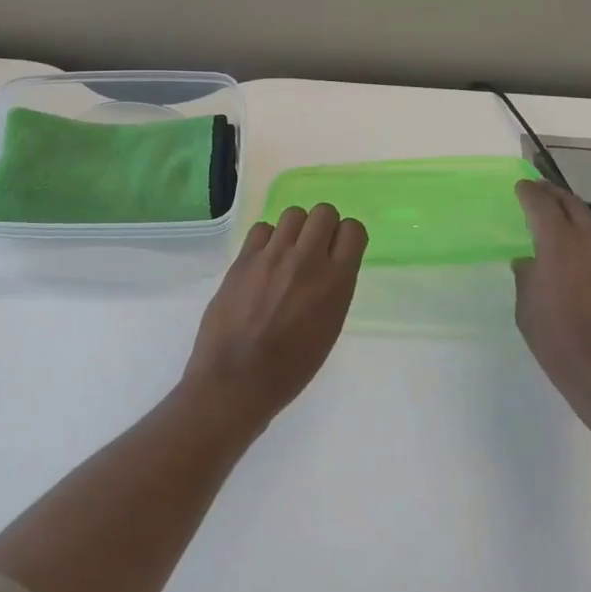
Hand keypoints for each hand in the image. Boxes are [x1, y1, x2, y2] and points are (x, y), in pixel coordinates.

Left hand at [182, 204, 367, 433]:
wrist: (237, 378)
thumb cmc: (290, 368)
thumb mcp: (328, 329)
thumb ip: (332, 290)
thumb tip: (327, 267)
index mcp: (336, 283)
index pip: (353, 230)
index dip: (347, 237)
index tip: (340, 250)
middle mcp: (307, 260)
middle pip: (323, 212)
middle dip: (322, 226)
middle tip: (314, 249)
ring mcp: (272, 256)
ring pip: (293, 214)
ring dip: (295, 229)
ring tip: (287, 253)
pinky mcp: (243, 258)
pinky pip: (262, 229)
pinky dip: (266, 240)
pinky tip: (263, 261)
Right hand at [512, 181, 590, 426]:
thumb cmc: (560, 344)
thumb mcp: (526, 309)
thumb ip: (527, 277)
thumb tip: (529, 261)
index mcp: (559, 245)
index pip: (542, 204)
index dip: (529, 192)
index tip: (521, 187)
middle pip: (573, 205)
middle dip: (554, 196)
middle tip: (541, 193)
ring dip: (578, 219)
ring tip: (564, 225)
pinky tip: (590, 263)